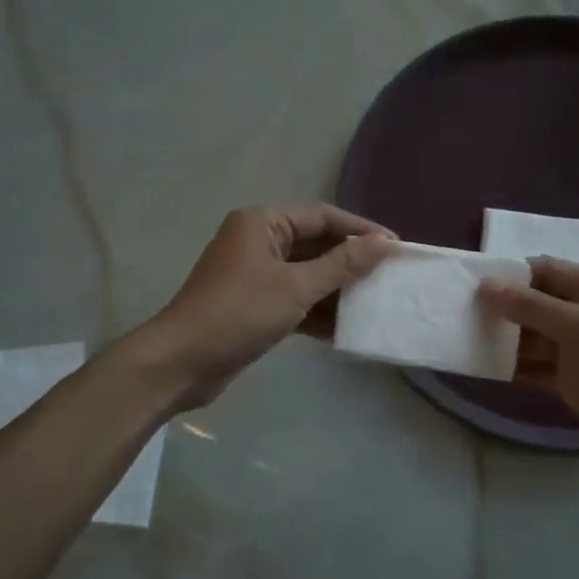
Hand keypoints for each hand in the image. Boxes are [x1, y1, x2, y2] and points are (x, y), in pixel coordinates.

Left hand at [137, 204, 397, 408]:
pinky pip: (293, 299)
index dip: (359, 229)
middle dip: (350, 262)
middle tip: (389, 276)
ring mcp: (253, 274)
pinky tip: (344, 329)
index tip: (395, 246)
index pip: (322, 216)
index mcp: (262, 223)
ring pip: (306, 274)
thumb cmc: (239, 313)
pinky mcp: (253, 305)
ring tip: (374, 303)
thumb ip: (342, 264)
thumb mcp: (296, 287)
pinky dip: (316, 311)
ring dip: (336, 289)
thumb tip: (384, 243)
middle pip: (315, 244)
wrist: (182, 362)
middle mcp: (257, 241)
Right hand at [478, 258, 578, 493]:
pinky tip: (481, 367)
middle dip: (501, 306)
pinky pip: (534, 367)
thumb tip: (487, 285)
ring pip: (531, 336)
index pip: (546, 270)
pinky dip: (511, 367)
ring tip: (461, 338)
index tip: (470, 282)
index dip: (510, 273)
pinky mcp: (572, 383)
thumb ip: (534, 306)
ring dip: (502, 338)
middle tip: (457, 312)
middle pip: (535, 302)